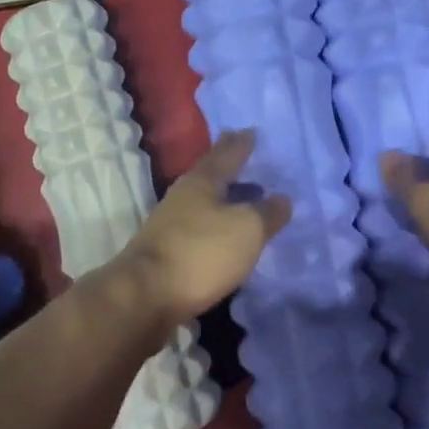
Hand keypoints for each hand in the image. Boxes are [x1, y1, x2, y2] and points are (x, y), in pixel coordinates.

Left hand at [108, 131, 291, 327]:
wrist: (145, 297)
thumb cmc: (200, 253)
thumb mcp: (246, 229)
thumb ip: (267, 213)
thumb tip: (282, 199)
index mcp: (201, 181)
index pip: (225, 153)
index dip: (241, 143)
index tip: (251, 131)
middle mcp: (183, 197)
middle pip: (211, 177)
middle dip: (231, 170)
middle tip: (251, 164)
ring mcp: (171, 226)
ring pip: (205, 205)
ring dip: (226, 202)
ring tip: (248, 204)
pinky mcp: (168, 254)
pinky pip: (200, 232)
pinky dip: (218, 230)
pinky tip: (230, 241)